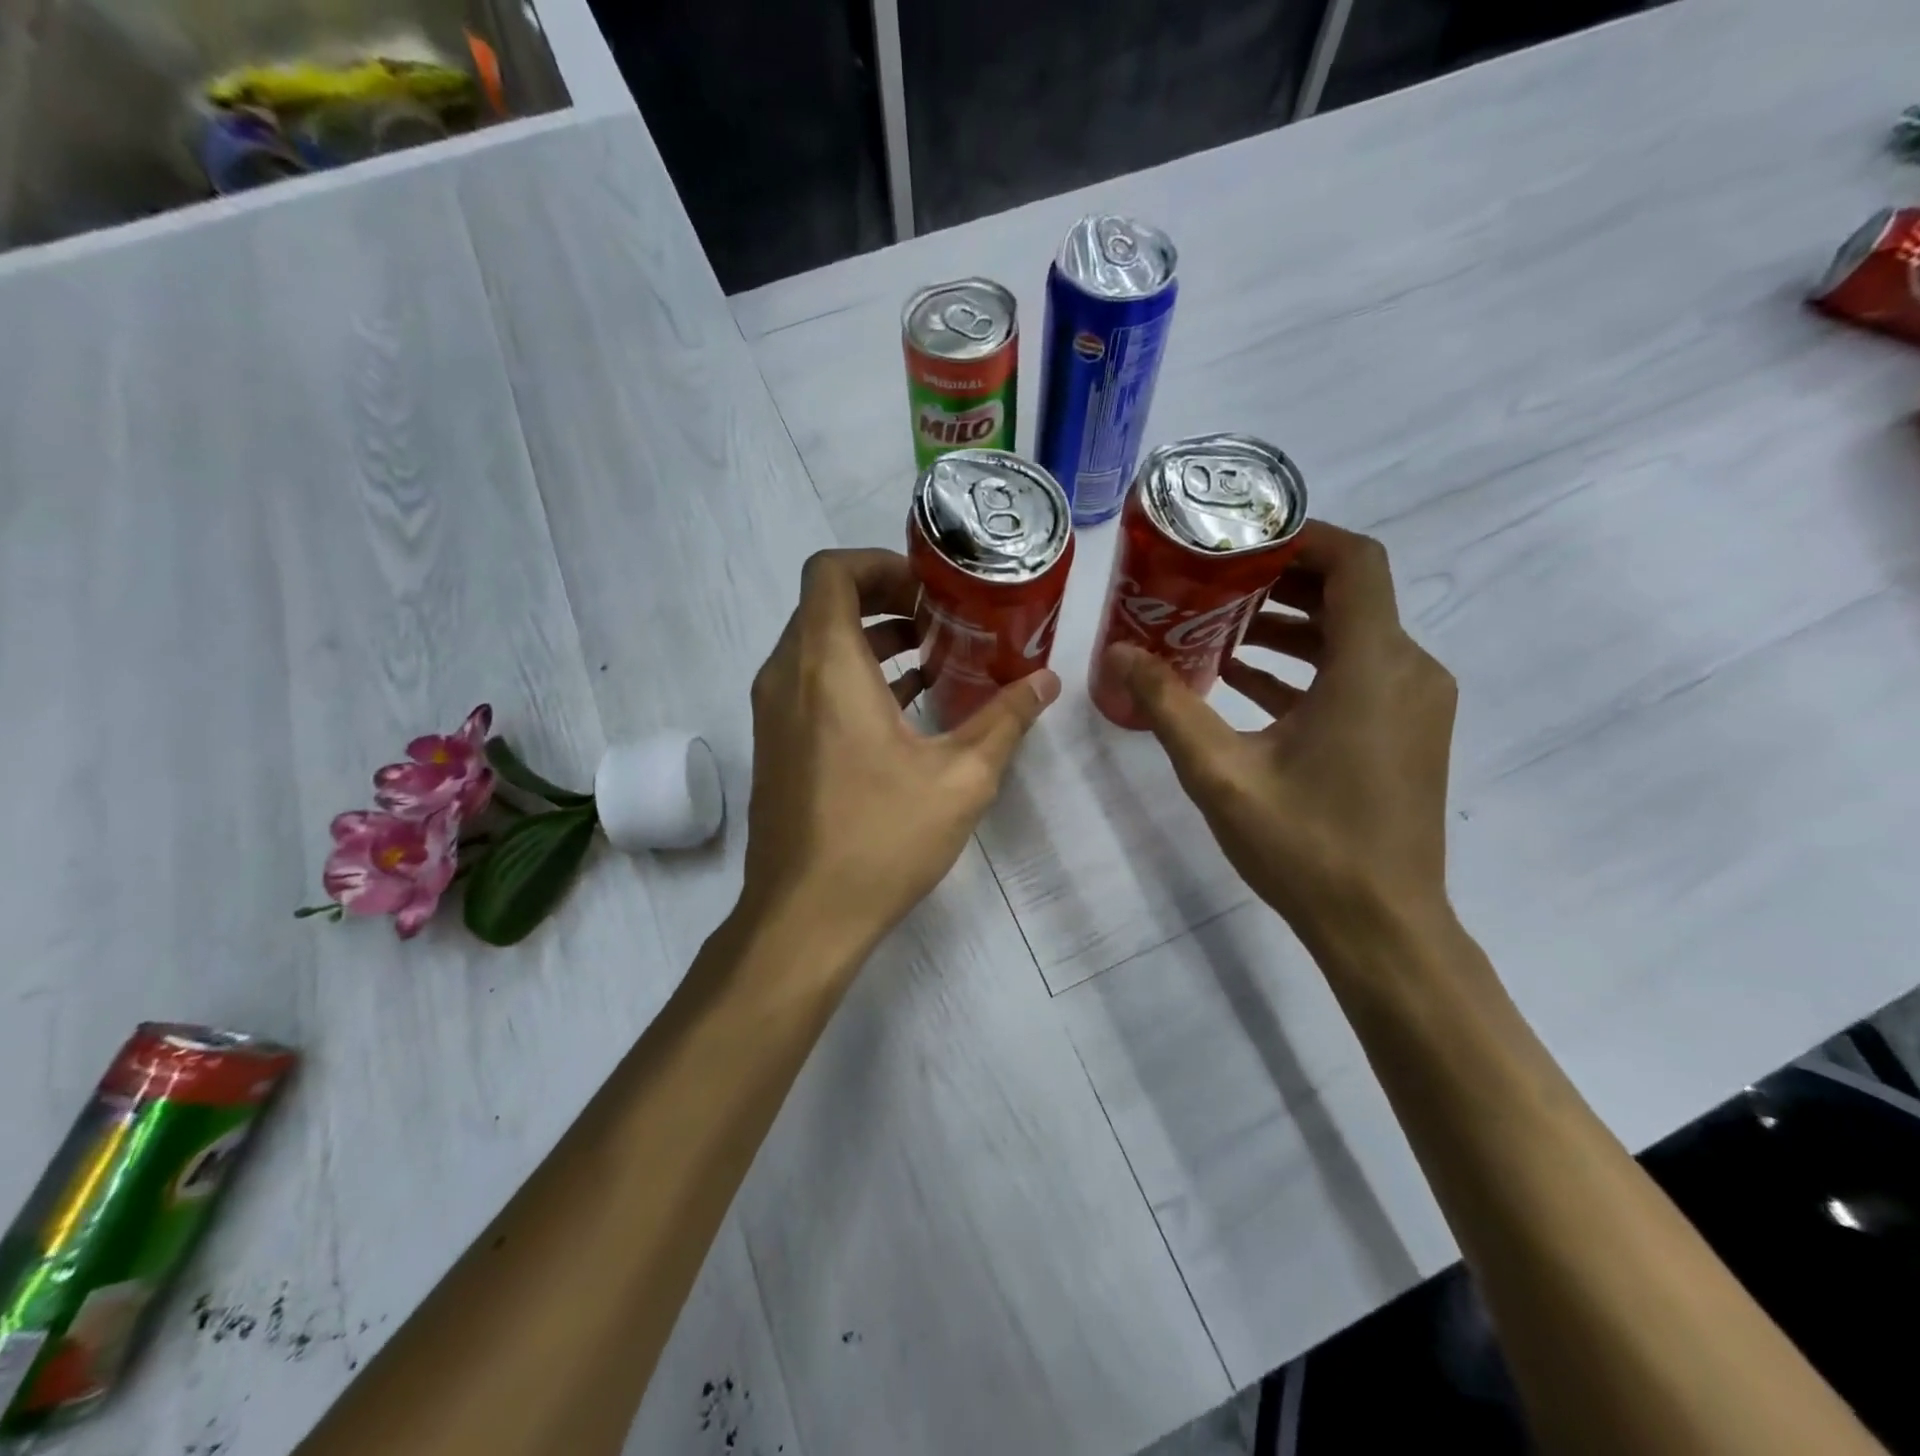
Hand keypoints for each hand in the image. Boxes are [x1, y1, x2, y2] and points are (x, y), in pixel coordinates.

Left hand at [740, 548, 1058, 967]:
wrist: (804, 915)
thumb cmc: (881, 838)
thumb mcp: (961, 778)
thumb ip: (1005, 720)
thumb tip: (1046, 683)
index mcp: (826, 667)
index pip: (831, 571)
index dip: (880, 564)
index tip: (929, 589)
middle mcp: (787, 676)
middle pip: (825, 604)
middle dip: (884, 599)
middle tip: (942, 619)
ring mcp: (774, 712)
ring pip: (816, 644)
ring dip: (870, 639)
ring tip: (932, 658)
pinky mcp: (775, 743)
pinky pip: (809, 682)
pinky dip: (851, 675)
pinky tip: (904, 706)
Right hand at [1108, 521, 1456, 947]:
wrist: (1382, 926)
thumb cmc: (1305, 846)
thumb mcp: (1219, 773)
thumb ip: (1167, 705)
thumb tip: (1118, 653)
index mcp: (1372, 666)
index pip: (1355, 561)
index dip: (1301, 536)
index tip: (1240, 540)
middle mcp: (1408, 671)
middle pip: (1352, 594)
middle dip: (1280, 581)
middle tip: (1213, 582)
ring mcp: (1414, 704)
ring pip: (1354, 636)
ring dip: (1291, 626)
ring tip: (1219, 629)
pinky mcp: (1407, 733)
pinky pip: (1358, 675)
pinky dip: (1307, 667)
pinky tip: (1245, 682)